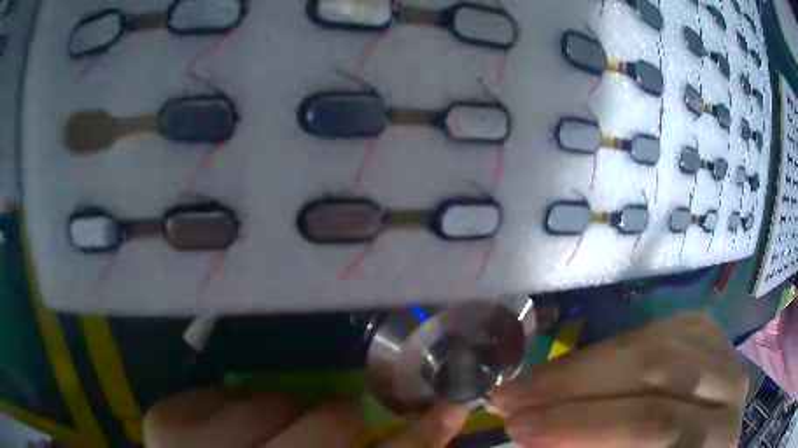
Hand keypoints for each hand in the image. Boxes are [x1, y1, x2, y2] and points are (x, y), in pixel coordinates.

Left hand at [143, 388, 468, 447]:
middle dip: (339, 419)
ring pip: (272, 401)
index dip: (419, 439)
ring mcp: (191, 446)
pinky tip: (227, 427)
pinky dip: (237, 405)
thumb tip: (417, 429)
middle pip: (328, 425)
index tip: (450, 409)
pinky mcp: (164, 419)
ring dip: (282, 411)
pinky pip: (222, 391)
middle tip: (332, 421)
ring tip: (267, 432)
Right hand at [492, 312, 747, 446]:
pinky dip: (609, 350)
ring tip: (531, 384)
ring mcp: (722, 352)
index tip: (516, 428)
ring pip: (653, 345)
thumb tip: (539, 439)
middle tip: (512, 399)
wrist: (700, 445)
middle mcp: (730, 389)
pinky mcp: (706, 333)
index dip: (583, 427)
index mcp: (716, 439)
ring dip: (583, 366)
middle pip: (655, 374)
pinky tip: (576, 368)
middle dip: (574, 388)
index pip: (653, 426)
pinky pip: (654, 331)